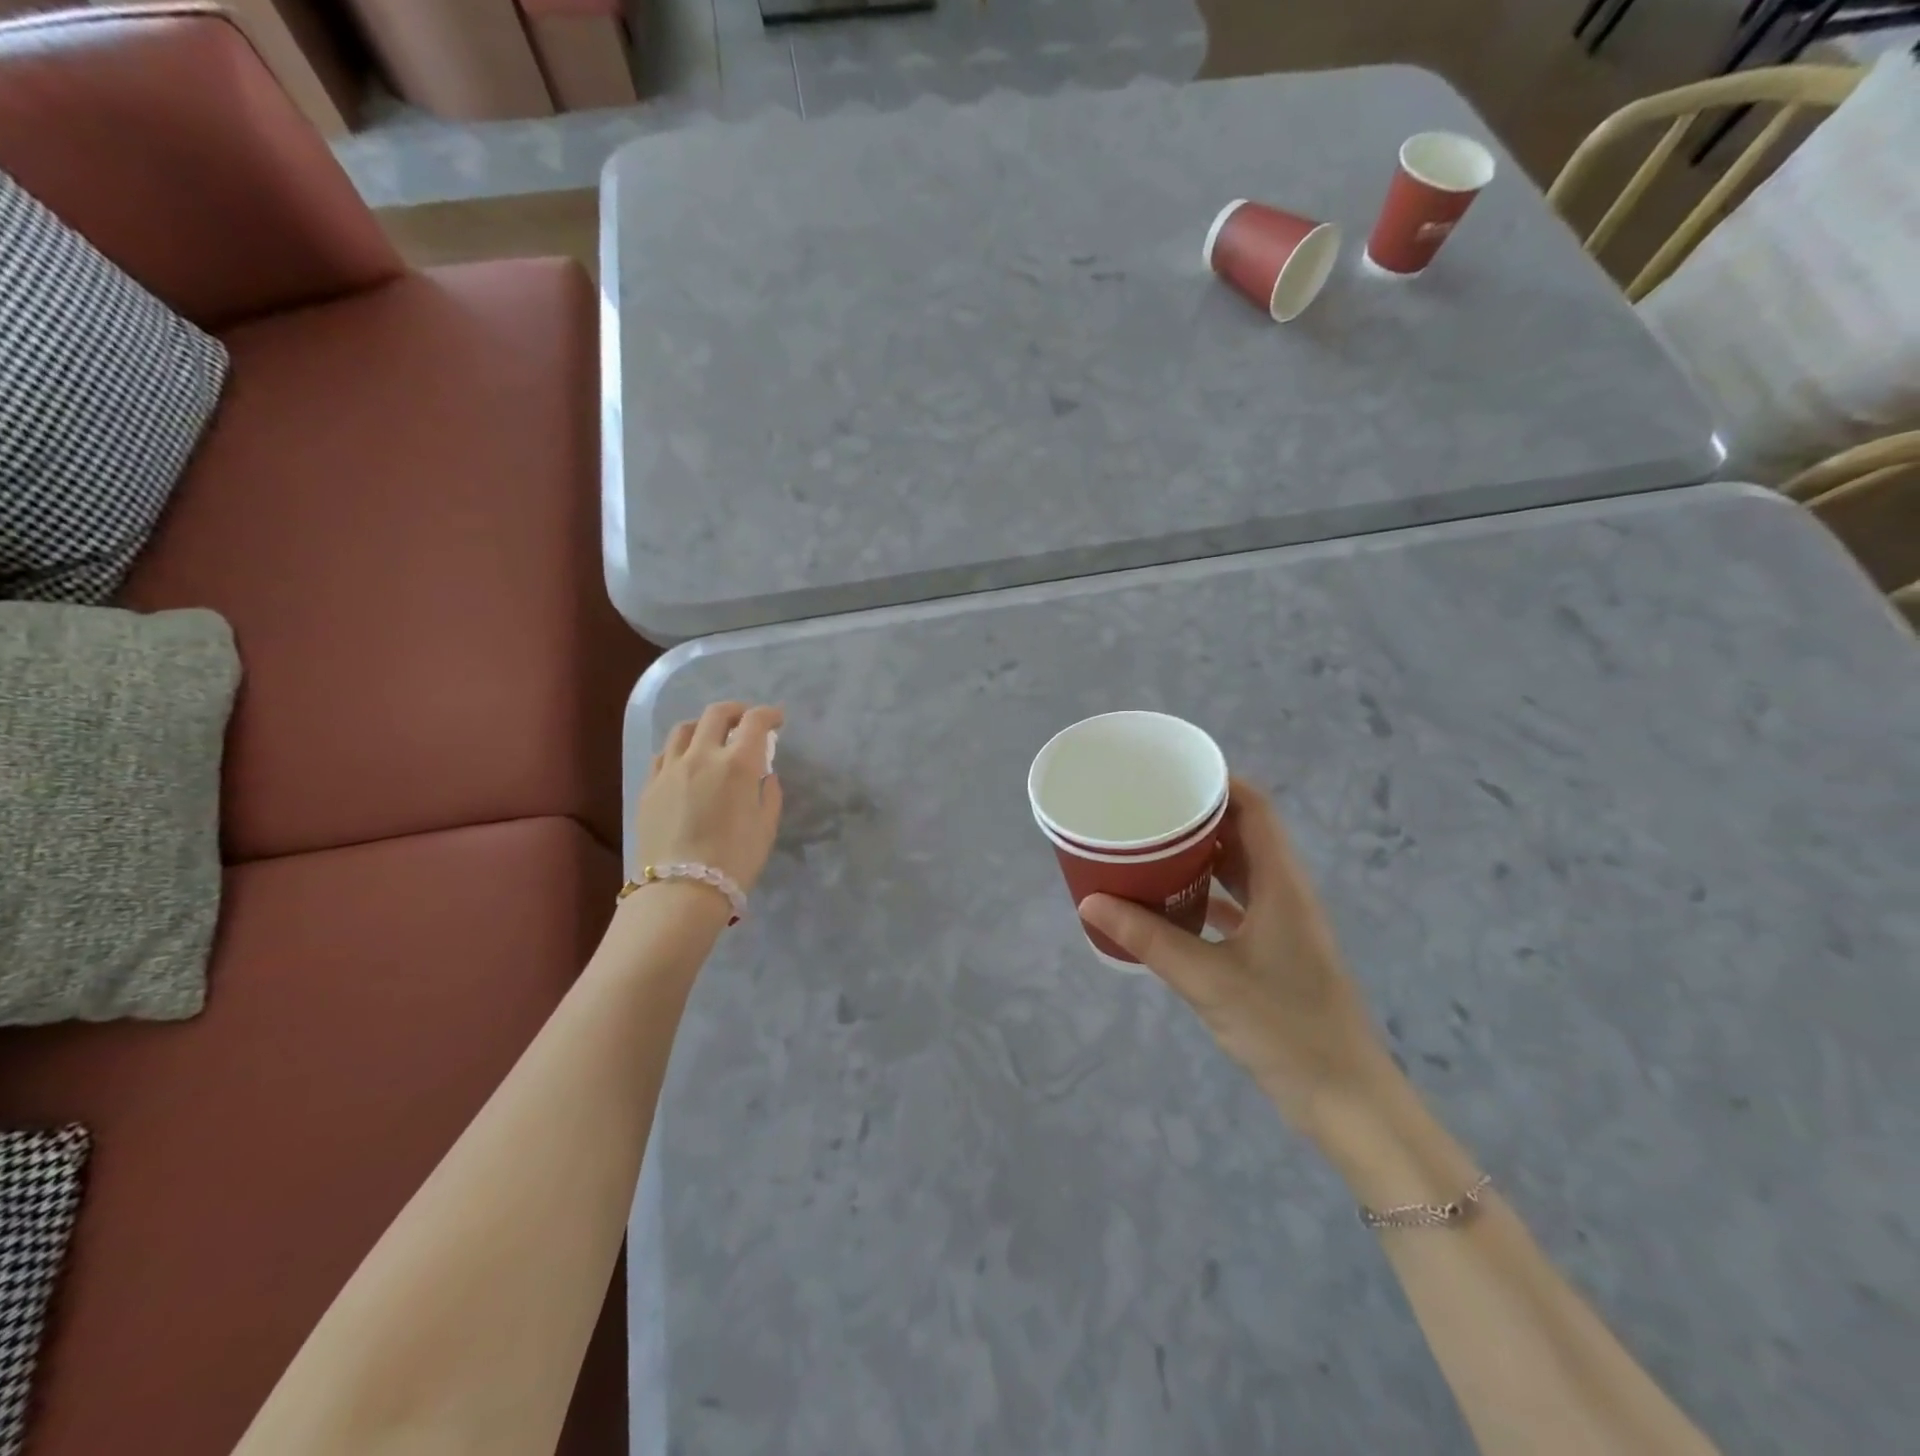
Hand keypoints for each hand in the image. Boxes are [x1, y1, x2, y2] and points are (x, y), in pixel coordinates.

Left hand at [634, 702, 783, 896]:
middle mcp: (703, 755)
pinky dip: (680, 748)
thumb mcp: (766, 827)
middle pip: (717, 714)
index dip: (769, 715)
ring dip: (704, 725)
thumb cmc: (735, 861)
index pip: (755, 722)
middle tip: (746, 721)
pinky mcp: (649, 786)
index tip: (777, 720)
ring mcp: (671, 768)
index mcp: (738, 764)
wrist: (681, 891)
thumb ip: (770, 794)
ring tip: (712, 737)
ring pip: (685, 728)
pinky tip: (685, 761)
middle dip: (737, 711)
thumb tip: (765, 776)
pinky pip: (664, 754)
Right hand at [1078, 777, 1383, 1137]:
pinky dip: (1207, 893)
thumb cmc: (1284, 1028)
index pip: (1256, 809)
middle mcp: (1286, 893)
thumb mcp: (1208, 980)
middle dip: (1199, 816)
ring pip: (1240, 870)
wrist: (1346, 1100)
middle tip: (1148, 809)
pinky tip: (1171, 902)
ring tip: (1152, 846)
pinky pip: (1238, 903)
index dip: (1220, 782)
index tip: (1173, 774)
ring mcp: (1284, 924)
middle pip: (1244, 834)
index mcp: (1281, 884)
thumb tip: (1090, 902)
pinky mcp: (1277, 951)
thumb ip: (1148, 939)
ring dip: (1201, 856)